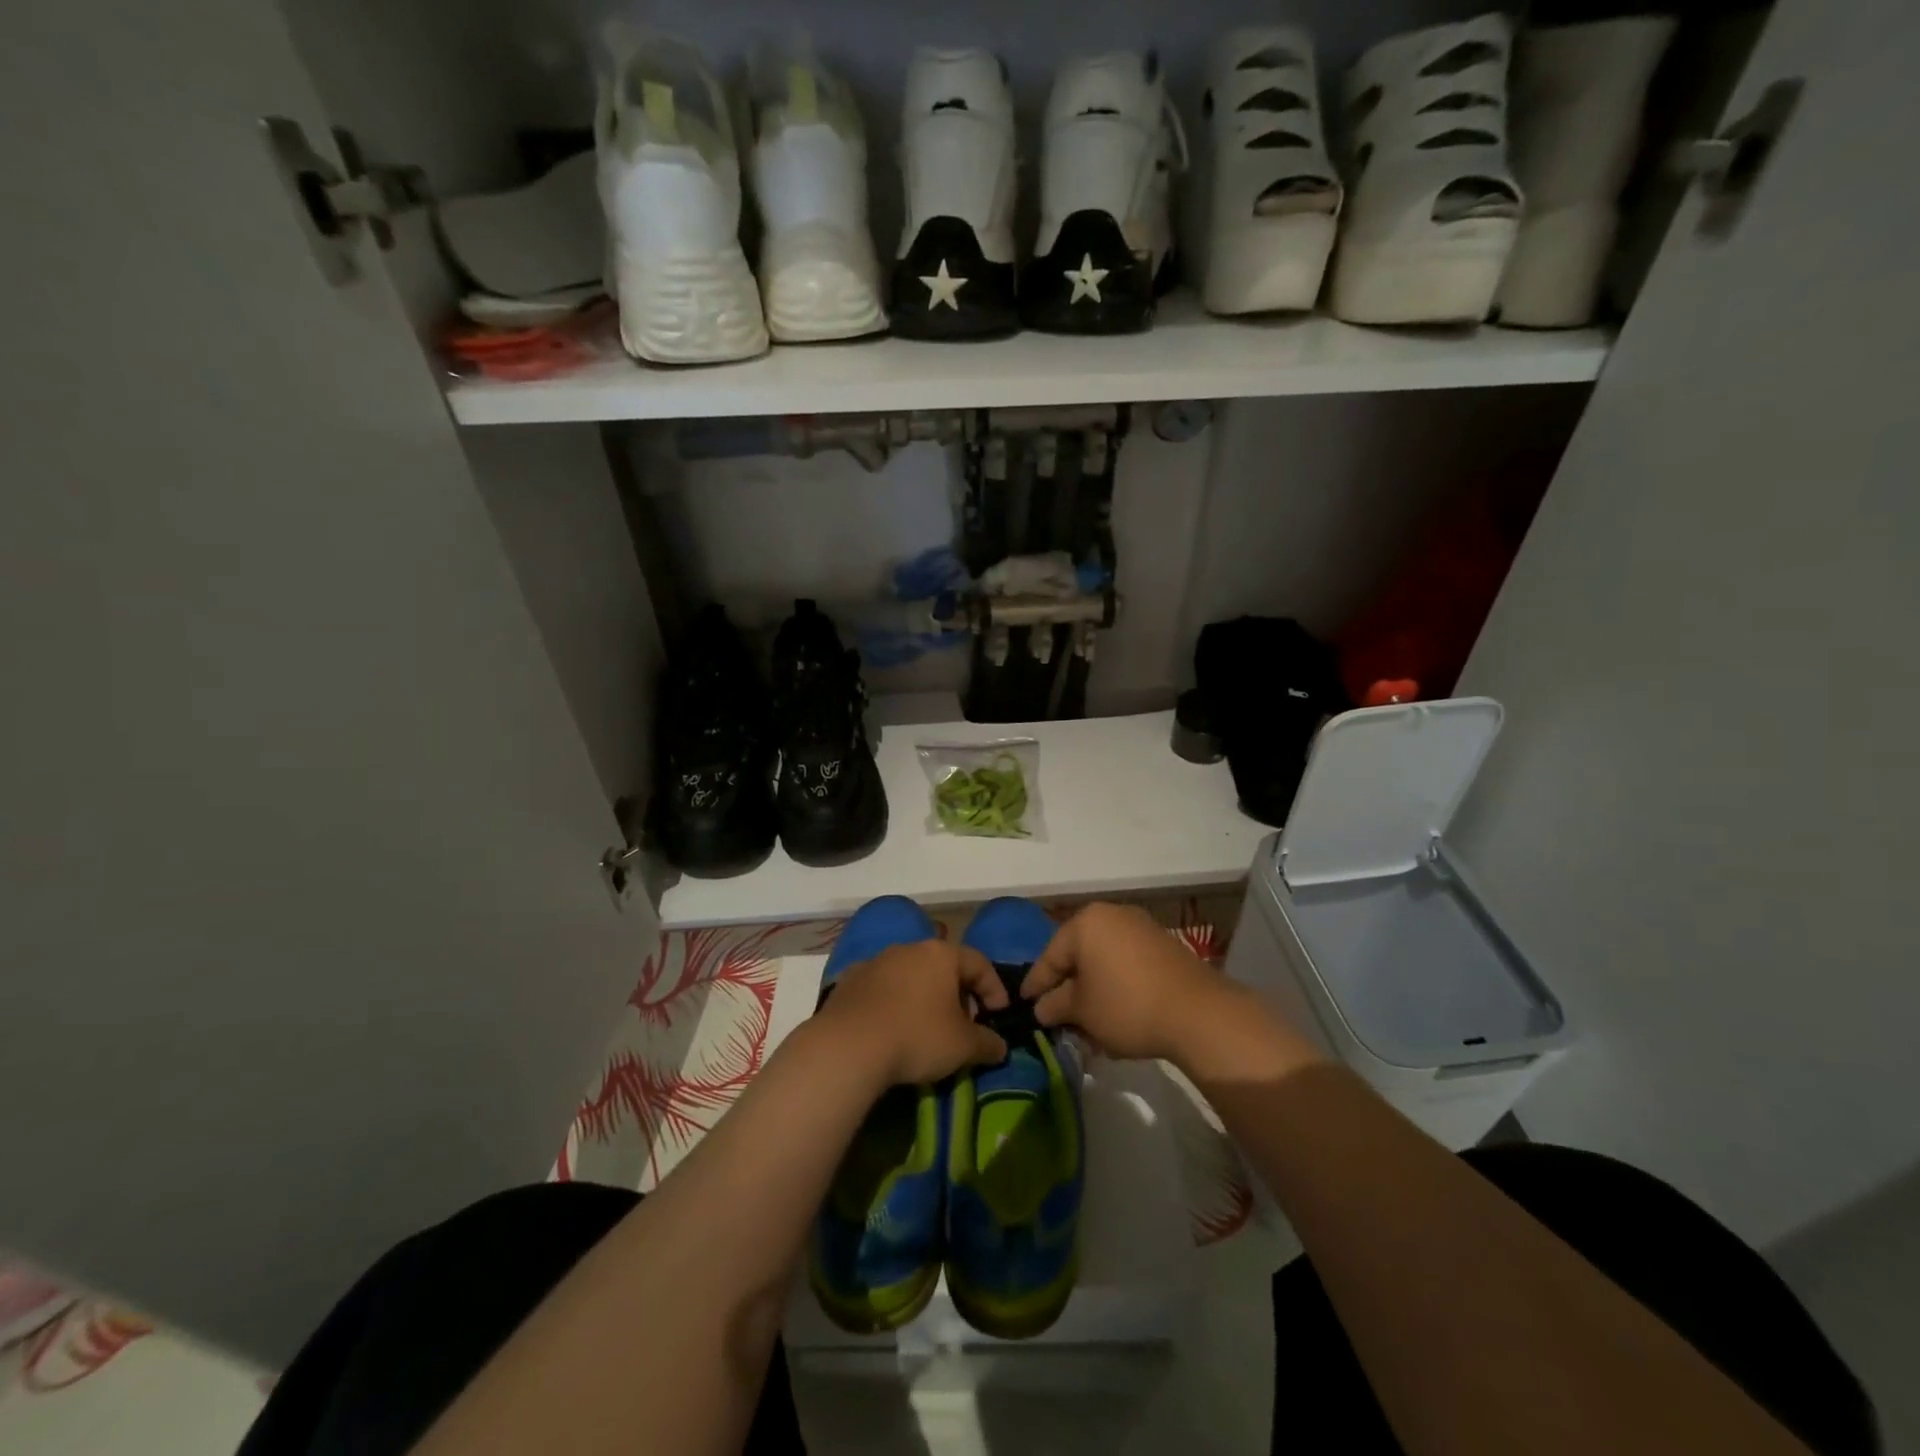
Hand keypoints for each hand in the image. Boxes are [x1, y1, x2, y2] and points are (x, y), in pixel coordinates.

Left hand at [818, 940, 1009, 1085]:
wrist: (848, 1046)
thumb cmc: (916, 1037)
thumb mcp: (963, 1046)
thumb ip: (988, 1043)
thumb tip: (1000, 1046)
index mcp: (941, 954)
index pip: (979, 963)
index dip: (994, 989)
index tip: (999, 1015)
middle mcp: (909, 948)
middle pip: (943, 966)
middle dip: (958, 993)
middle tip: (964, 1024)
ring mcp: (876, 961)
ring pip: (911, 975)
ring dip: (924, 996)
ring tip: (928, 1028)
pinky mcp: (850, 980)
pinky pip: (882, 989)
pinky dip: (894, 1003)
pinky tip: (893, 1029)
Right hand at [1020, 902, 1261, 1064]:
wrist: (1198, 1013)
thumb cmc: (1126, 1006)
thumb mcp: (1082, 1011)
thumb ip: (1055, 1006)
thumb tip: (1041, 1008)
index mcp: (1085, 922)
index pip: (1050, 956)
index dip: (1036, 983)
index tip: (1024, 1004)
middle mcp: (1112, 915)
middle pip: (1078, 955)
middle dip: (1067, 987)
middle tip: (1056, 1015)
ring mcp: (1141, 927)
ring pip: (1104, 961)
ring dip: (1093, 989)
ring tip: (1087, 1021)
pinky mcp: (1163, 945)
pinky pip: (1126, 963)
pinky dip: (1116, 985)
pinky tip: (1115, 1013)